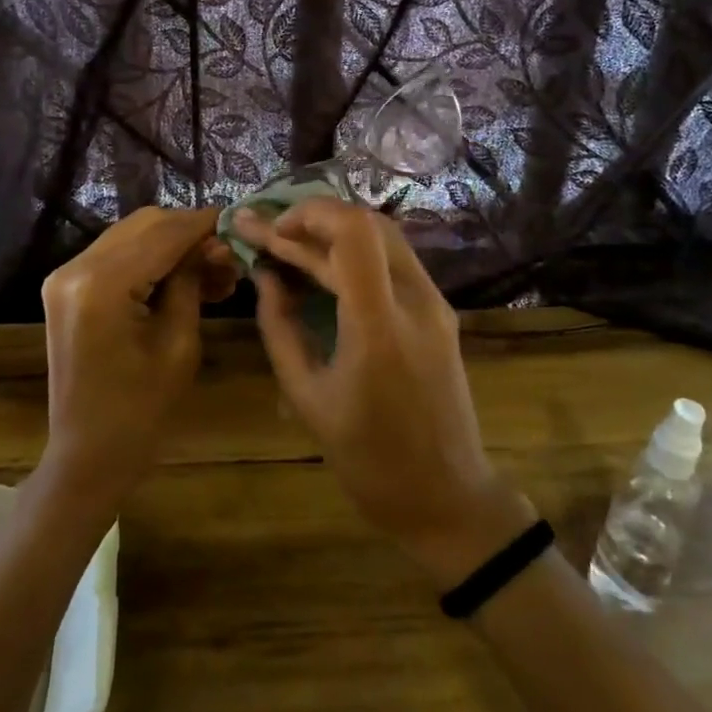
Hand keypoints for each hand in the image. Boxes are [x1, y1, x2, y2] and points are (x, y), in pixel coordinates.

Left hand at [38, 207, 237, 508]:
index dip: (204, 224)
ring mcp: (66, 275)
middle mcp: (75, 268)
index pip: (163, 234)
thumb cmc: (141, 411)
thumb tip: (213, 244)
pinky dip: (151, 259)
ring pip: (132, 235)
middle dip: (189, 233)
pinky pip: (116, 255)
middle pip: (145, 225)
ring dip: (172, 245)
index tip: (239, 221)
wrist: (88, 454)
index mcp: (101, 285)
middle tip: (228, 257)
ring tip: (214, 271)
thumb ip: (192, 282)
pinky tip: (183, 277)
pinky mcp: (67, 286)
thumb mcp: (179, 343)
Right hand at [236, 199, 533, 584]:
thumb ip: (280, 328)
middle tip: (267, 232)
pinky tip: (322, 265)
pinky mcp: (440, 312)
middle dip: (313, 218)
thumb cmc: (369, 460)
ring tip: (287, 243)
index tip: (270, 231)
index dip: (308, 215)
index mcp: (379, 326)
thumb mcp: (307, 398)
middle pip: (369, 223)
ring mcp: (435, 303)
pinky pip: (394, 262)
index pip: (353, 232)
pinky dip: (355, 252)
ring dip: (334, 232)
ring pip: (384, 236)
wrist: (447, 497)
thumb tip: (264, 276)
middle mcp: (415, 301)